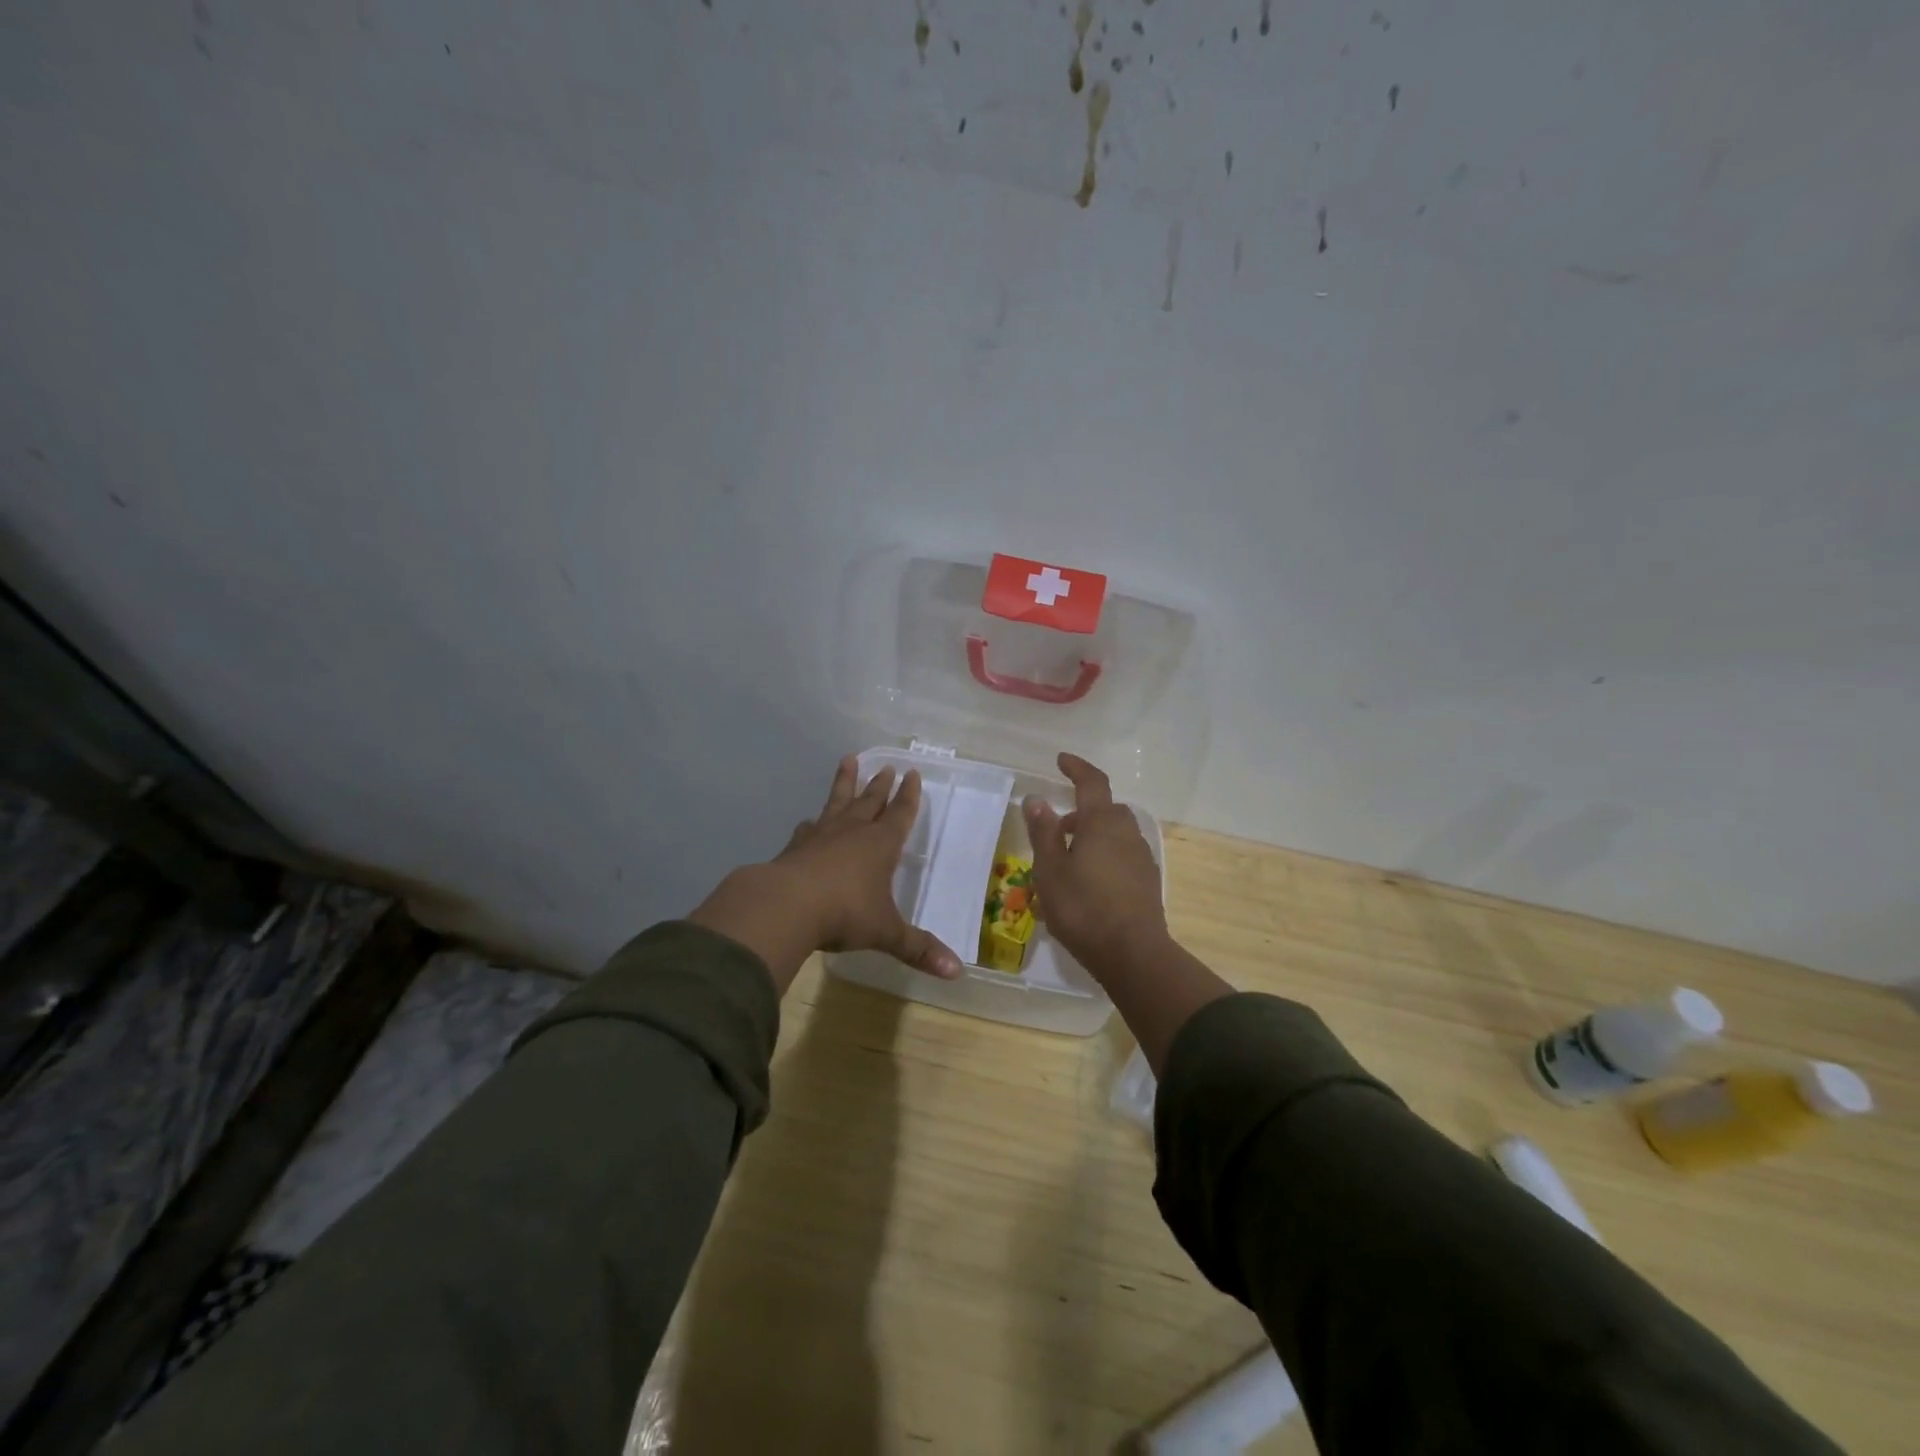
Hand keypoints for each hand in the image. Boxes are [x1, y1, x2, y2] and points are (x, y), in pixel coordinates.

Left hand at [689, 757, 963, 992]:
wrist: (785, 906)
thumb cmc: (844, 913)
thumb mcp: (886, 933)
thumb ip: (918, 949)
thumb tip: (957, 971)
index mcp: (880, 845)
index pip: (899, 814)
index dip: (908, 796)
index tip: (911, 773)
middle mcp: (852, 833)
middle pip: (869, 801)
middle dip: (880, 785)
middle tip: (887, 766)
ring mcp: (820, 837)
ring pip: (837, 803)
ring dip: (844, 784)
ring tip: (847, 761)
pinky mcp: (794, 849)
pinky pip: (807, 829)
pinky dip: (812, 824)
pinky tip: (808, 822)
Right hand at [1023, 754, 1170, 973]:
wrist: (1133, 954)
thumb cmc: (1083, 908)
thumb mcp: (1050, 870)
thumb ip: (1043, 832)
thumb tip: (1036, 799)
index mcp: (1102, 823)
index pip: (1092, 782)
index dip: (1077, 768)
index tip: (1061, 760)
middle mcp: (1126, 832)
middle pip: (1106, 808)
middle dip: (1082, 810)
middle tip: (1058, 827)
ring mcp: (1141, 857)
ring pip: (1116, 832)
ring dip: (1094, 834)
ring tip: (1069, 859)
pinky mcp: (1148, 881)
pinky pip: (1123, 854)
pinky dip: (1106, 855)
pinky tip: (1090, 881)